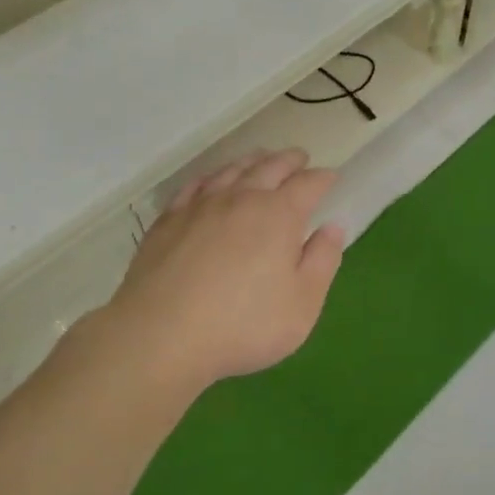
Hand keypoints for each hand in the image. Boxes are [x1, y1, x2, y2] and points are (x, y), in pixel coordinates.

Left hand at [78, 150, 345, 396]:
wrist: (162, 335)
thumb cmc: (244, 325)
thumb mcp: (303, 303)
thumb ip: (322, 261)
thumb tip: (332, 227)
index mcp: (279, 215)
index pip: (307, 185)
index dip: (322, 178)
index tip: (330, 177)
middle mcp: (241, 199)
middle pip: (269, 167)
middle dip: (289, 161)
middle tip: (299, 158)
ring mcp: (200, 206)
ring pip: (231, 171)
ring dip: (252, 162)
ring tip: (261, 159)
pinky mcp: (168, 220)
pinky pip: (194, 186)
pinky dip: (211, 177)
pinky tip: (212, 181)